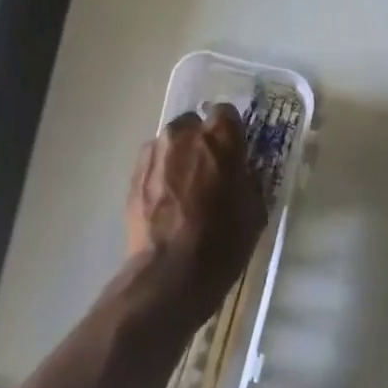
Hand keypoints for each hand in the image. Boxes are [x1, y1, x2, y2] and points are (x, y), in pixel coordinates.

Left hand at [126, 105, 265, 309]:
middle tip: (209, 172)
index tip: (234, 153)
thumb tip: (239, 171)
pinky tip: (167, 202)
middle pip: (194, 125)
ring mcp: (154, 153)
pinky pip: (153, 164)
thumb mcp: (254, 210)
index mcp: (219, 137)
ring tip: (185, 189)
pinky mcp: (133, 175)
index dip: (231, 133)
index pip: (226, 114)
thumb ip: (246, 178)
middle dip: (202, 142)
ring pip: (170, 144)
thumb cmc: (222, 242)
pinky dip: (161, 175)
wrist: (170, 273)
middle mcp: (183, 135)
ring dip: (179, 157)